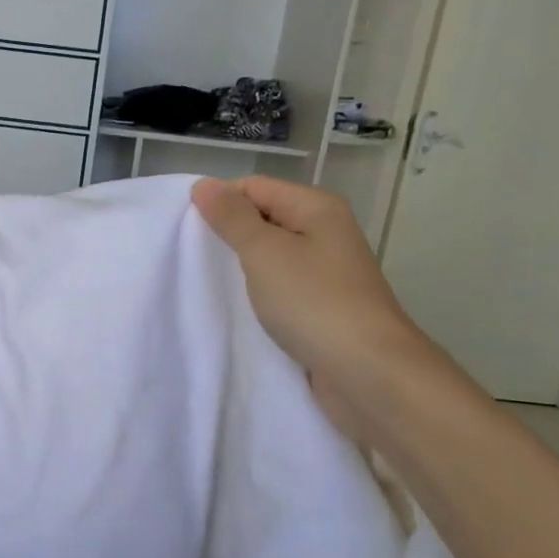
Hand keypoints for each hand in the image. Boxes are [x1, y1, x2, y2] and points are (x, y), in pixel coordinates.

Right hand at [191, 176, 429, 428]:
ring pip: (272, 255)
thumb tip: (203, 184)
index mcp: (317, 207)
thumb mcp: (264, 253)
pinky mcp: (324, 305)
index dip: (220, 204)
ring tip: (213, 284)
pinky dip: (262, 293)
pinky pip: (283, 286)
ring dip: (244, 268)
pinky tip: (242, 308)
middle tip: (196, 259)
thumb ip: (232, 218)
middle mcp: (326, 231)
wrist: (368, 373)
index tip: (189, 233)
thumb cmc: (314, 303)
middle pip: (264, 218)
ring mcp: (328, 270)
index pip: (254, 187)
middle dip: (230, 235)